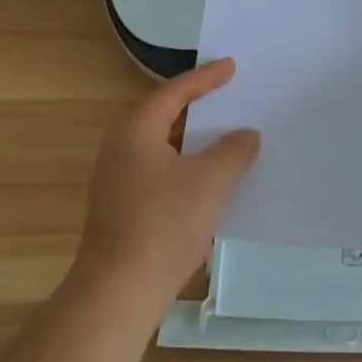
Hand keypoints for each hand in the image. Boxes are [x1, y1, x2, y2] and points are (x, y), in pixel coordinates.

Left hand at [71, 58, 260, 320]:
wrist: (117, 295)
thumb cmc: (163, 225)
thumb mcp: (209, 182)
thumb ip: (233, 151)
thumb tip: (246, 134)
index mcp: (136, 132)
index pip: (173, 93)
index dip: (204, 78)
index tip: (230, 66)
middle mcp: (119, 149)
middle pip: (161, 115)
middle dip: (193, 104)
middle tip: (223, 92)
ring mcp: (115, 182)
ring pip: (159, 146)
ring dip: (189, 138)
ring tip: (219, 133)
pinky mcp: (119, 209)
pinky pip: (156, 170)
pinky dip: (182, 164)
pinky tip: (203, 179)